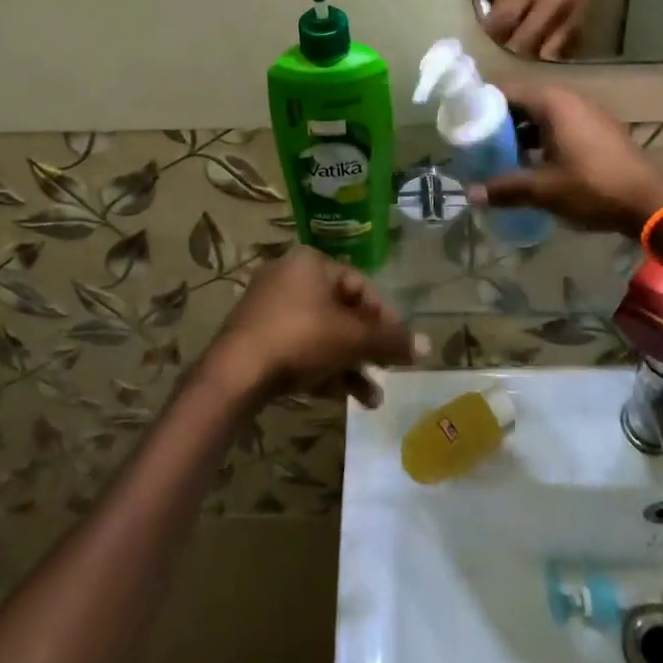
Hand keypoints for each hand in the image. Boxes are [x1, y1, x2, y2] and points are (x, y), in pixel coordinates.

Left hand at [203, 249, 417, 409]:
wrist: (235, 373)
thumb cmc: (300, 339)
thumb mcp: (351, 339)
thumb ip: (390, 341)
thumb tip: (427, 344)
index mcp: (311, 262)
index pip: (360, 284)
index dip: (384, 316)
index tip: (400, 346)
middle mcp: (290, 277)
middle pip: (341, 311)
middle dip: (367, 346)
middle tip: (388, 371)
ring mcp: (270, 307)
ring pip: (322, 334)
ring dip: (349, 364)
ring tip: (372, 399)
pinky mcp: (257, 337)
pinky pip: (300, 348)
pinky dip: (322, 368)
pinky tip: (342, 398)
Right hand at [474, 82, 662, 235]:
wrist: (651, 203)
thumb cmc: (593, 187)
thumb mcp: (544, 190)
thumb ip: (505, 188)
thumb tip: (470, 194)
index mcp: (552, 102)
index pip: (504, 90)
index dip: (480, 104)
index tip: (462, 124)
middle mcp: (567, 99)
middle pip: (522, 101)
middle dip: (498, 121)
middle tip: (476, 143)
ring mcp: (585, 113)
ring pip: (540, 115)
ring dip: (519, 132)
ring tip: (498, 156)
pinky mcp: (597, 130)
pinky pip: (558, 125)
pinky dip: (540, 139)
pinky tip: (531, 164)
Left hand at [485, 0, 611, 59]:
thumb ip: (507, 1)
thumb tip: (491, 27)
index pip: (504, 18)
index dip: (491, 32)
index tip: (484, 38)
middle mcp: (552, 2)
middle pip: (523, 41)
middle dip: (509, 49)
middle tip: (501, 50)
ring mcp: (569, 17)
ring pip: (544, 53)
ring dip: (529, 56)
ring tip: (520, 53)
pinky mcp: (581, 26)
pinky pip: (561, 51)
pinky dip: (548, 55)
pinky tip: (540, 52)